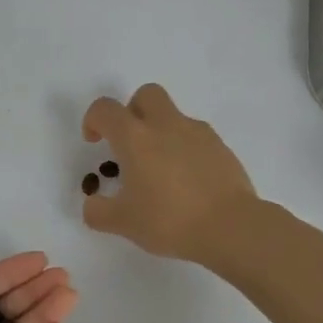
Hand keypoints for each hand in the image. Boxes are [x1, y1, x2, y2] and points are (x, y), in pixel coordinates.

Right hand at [81, 84, 259, 263]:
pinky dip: (185, 149)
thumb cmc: (169, 220)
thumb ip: (98, 212)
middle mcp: (166, 125)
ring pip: (173, 115)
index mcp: (135, 138)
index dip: (94, 119)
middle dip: (132, 111)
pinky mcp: (221, 147)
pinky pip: (196, 137)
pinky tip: (187, 180)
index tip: (95, 142)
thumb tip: (93, 204)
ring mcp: (198, 133)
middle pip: (146, 95)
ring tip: (161, 171)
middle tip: (130, 144)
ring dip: (161, 131)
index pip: (106, 109)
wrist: (230, 227)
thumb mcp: (123, 223)